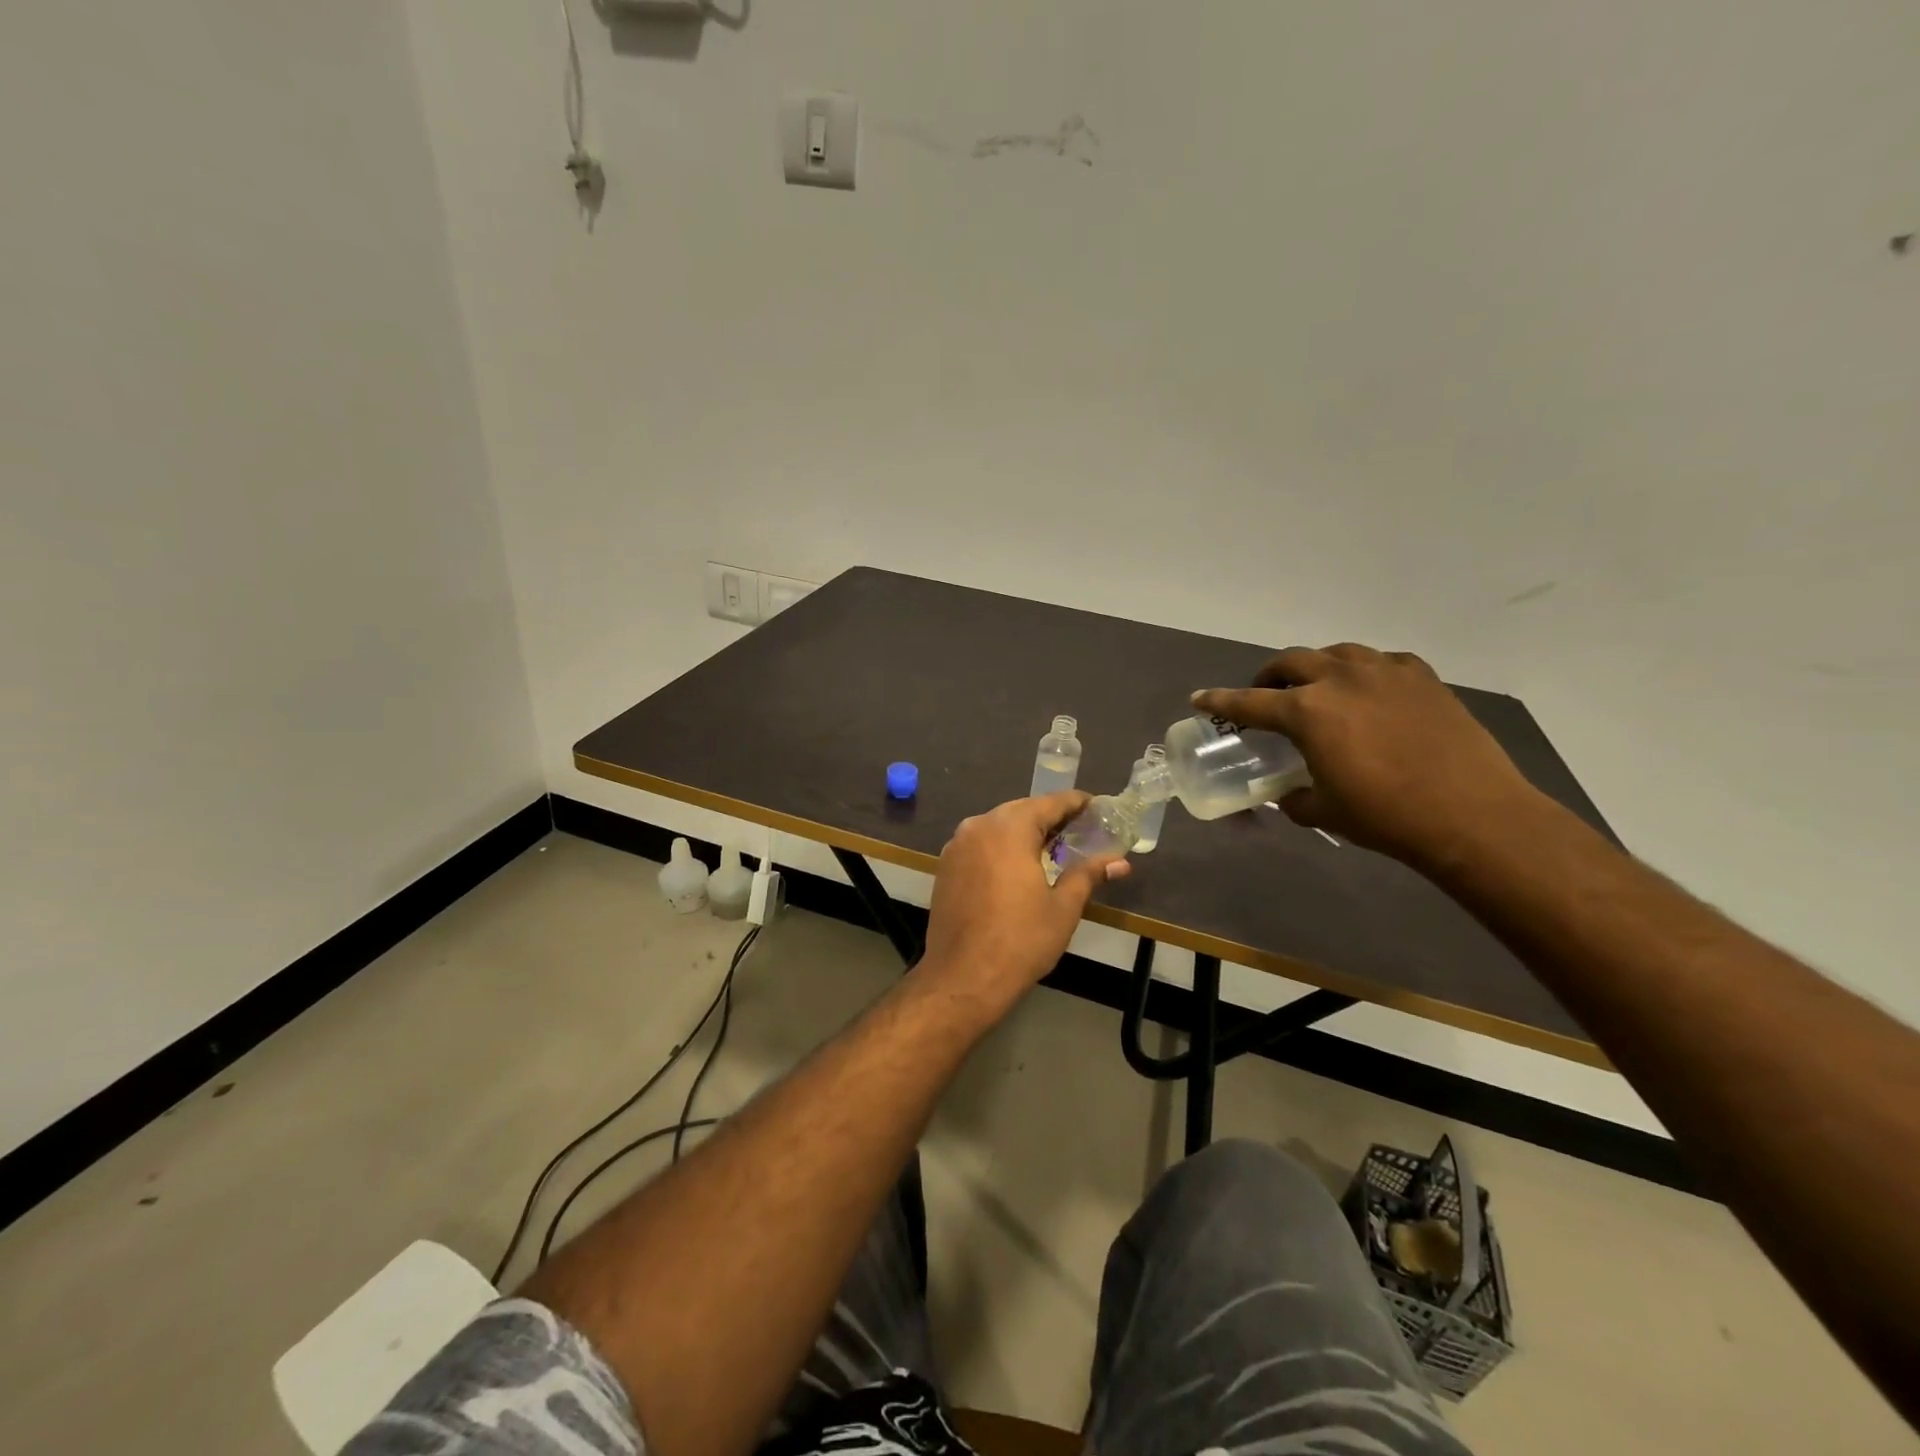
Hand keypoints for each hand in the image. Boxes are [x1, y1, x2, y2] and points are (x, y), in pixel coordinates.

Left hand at [918, 792, 1129, 1011]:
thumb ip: (1088, 875)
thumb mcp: (1063, 907)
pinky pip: (980, 844)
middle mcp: (978, 826)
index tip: (1096, 807)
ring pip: (997, 826)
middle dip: (1049, 818)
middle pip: (1021, 811)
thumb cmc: (1020, 940)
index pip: (1049, 803)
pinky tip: (1017, 866)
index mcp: (1009, 828)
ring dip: (1024, 831)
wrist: (963, 977)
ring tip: (1052, 848)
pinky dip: (1001, 846)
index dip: (1075, 803)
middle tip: (1079, 830)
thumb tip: (1119, 862)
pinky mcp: (946, 866)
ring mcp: (957, 846)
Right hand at [1193, 643, 1546, 867]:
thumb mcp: (1323, 811)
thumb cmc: (1385, 815)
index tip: (1199, 697)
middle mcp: (1339, 679)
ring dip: (1317, 666)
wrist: (1471, 814)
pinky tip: (1371, 691)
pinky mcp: (1422, 677)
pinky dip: (1365, 672)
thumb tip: (1287, 795)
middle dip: (1270, 676)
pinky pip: (1382, 662)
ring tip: (1318, 686)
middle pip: (1290, 662)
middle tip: (1266, 693)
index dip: (1220, 700)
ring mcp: (1385, 672)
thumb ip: (1294, 798)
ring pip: (1336, 653)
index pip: (1249, 701)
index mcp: (1307, 711)